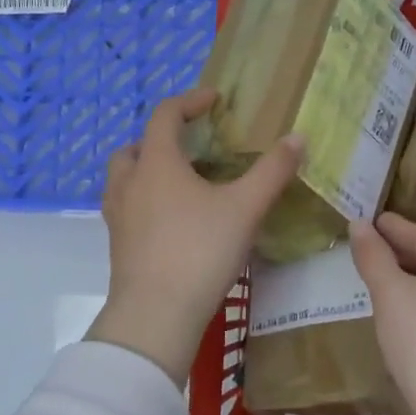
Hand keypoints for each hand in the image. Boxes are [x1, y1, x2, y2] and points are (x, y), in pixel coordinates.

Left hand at [87, 90, 303, 385]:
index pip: (166, 115)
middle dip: (162, 138)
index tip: (214, 100)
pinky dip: (145, 200)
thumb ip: (272, 171)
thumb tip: (297, 137)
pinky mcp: (118, 244)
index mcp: (157, 163)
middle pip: (137, 146)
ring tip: (180, 183)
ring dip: (148, 169)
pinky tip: (171, 221)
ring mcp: (118, 215)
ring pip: (125, 178)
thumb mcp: (245, 208)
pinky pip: (126, 207)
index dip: (190, 101)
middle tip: (193, 148)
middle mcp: (130, 182)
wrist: (156, 313)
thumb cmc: (200, 251)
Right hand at [350, 213, 415, 414]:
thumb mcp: (391, 293)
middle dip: (399, 253)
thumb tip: (359, 223)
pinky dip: (414, 308)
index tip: (368, 218)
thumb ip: (373, 257)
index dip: (393, 227)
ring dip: (406, 282)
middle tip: (366, 245)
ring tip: (375, 278)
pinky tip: (394, 316)